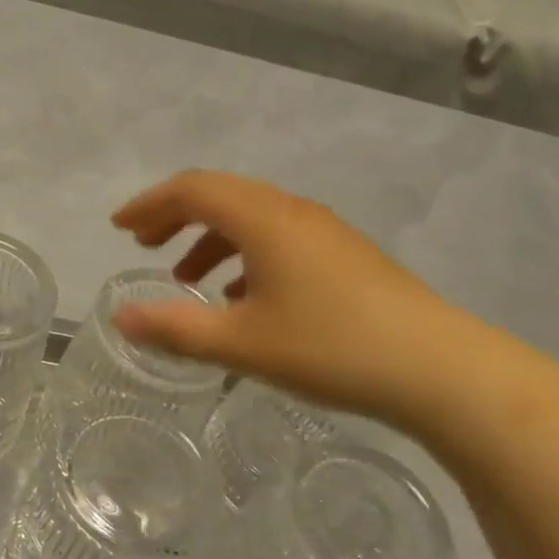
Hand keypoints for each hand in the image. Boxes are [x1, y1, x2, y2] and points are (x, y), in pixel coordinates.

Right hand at [111, 170, 483, 430]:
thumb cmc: (331, 348)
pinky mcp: (344, 254)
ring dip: (209, 238)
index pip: (192, 190)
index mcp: (264, 219)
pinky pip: (277, 237)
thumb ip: (175, 328)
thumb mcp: (242, 343)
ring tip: (185, 277)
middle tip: (142, 244)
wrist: (439, 368)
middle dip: (175, 216)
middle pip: (220, 196)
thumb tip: (121, 318)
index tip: (119, 228)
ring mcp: (323, 231)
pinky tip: (242, 297)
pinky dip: (244, 255)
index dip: (149, 204)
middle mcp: (292, 211)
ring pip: (251, 218)